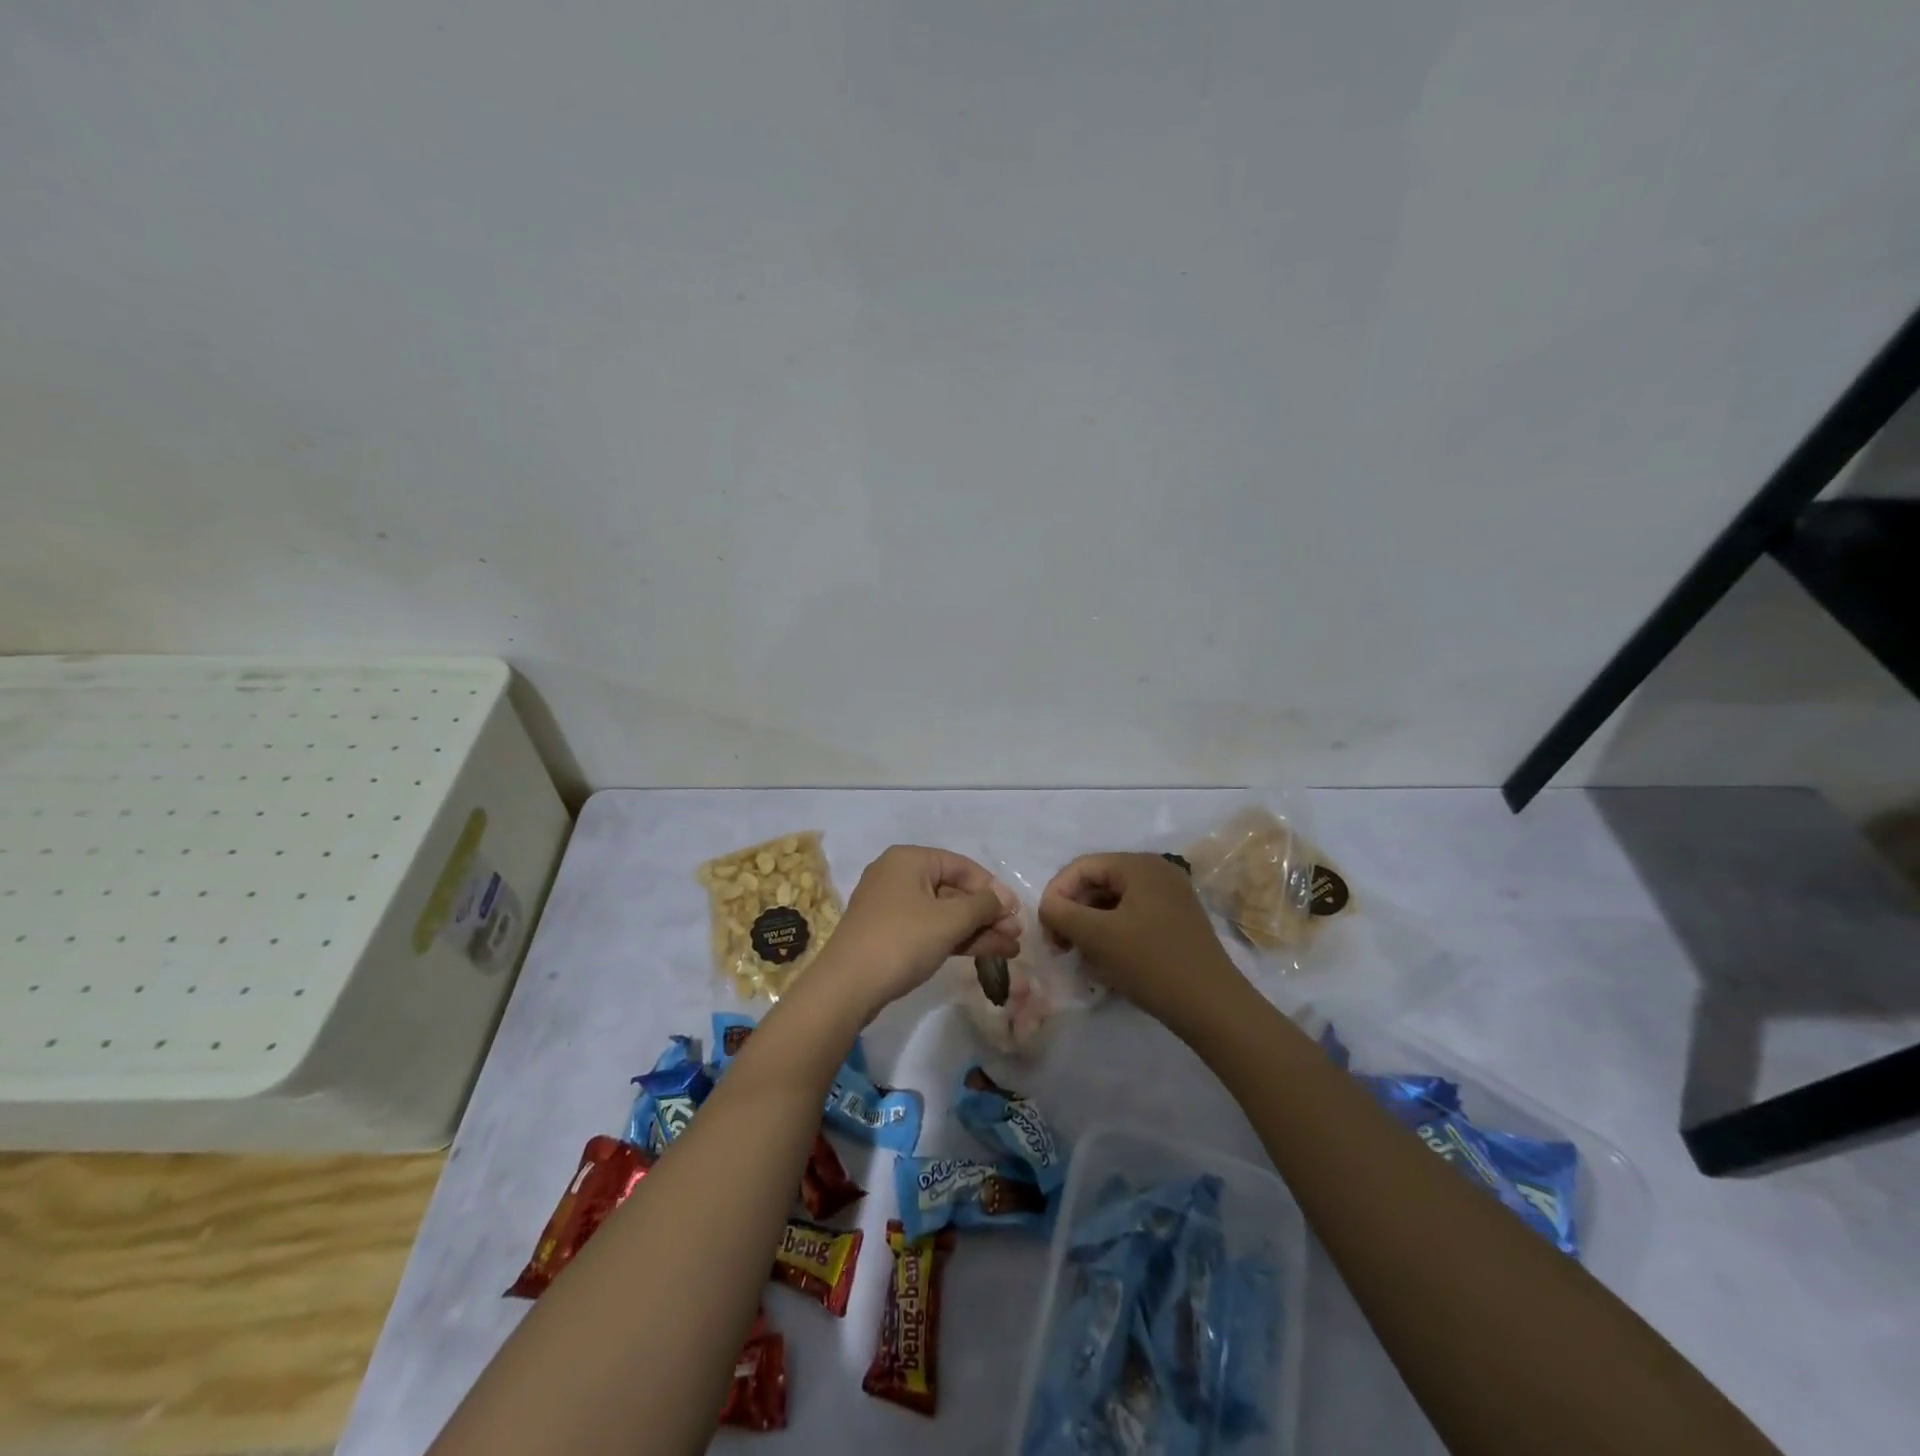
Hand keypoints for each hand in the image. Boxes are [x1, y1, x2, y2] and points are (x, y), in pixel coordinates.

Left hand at [811, 846, 1020, 1019]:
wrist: (846, 987)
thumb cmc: (901, 941)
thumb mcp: (948, 921)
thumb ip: (982, 906)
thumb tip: (1003, 899)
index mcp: (910, 860)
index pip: (962, 866)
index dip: (992, 888)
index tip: (1016, 912)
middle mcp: (899, 875)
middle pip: (954, 890)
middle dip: (987, 913)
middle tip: (1016, 935)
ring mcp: (892, 906)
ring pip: (944, 912)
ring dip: (977, 929)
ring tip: (1011, 949)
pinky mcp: (890, 933)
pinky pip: (930, 928)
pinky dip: (956, 938)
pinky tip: (985, 952)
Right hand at [1038, 853, 1247, 1035]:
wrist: (1212, 1007)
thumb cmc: (1151, 963)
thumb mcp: (1097, 936)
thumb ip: (1062, 913)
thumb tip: (1048, 906)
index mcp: (1140, 865)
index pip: (1082, 867)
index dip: (1056, 894)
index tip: (1046, 929)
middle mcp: (1157, 872)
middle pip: (1098, 882)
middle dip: (1073, 912)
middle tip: (1059, 946)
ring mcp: (1170, 897)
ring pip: (1113, 902)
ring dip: (1090, 925)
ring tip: (1080, 956)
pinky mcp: (1176, 922)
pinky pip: (1132, 917)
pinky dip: (1111, 933)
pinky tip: (1105, 961)